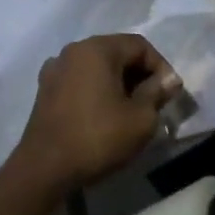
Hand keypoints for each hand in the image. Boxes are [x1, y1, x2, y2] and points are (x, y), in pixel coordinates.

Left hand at [10, 34, 181, 197]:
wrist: (44, 168)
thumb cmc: (97, 138)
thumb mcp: (140, 119)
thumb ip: (157, 92)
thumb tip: (168, 80)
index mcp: (97, 48)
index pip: (139, 45)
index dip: (161, 67)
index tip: (169, 94)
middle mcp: (73, 50)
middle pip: (117, 52)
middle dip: (139, 75)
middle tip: (153, 102)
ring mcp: (55, 69)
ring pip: (97, 67)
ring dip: (118, 83)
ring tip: (130, 110)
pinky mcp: (45, 89)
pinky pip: (80, 80)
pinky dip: (96, 90)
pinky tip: (103, 114)